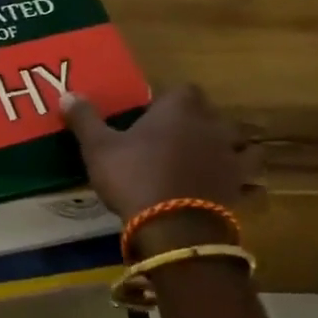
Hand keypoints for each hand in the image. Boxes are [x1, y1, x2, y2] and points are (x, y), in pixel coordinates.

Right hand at [62, 83, 260, 224]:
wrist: (173, 227)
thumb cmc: (133, 176)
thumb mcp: (98, 147)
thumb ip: (85, 118)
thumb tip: (67, 93)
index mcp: (179, 109)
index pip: (184, 90)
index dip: (171, 100)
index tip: (154, 113)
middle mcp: (212, 127)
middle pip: (215, 116)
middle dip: (202, 124)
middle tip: (179, 138)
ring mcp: (230, 158)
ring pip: (244, 146)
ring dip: (233, 151)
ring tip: (215, 160)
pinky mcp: (239, 189)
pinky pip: (250, 183)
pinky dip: (245, 185)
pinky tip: (234, 192)